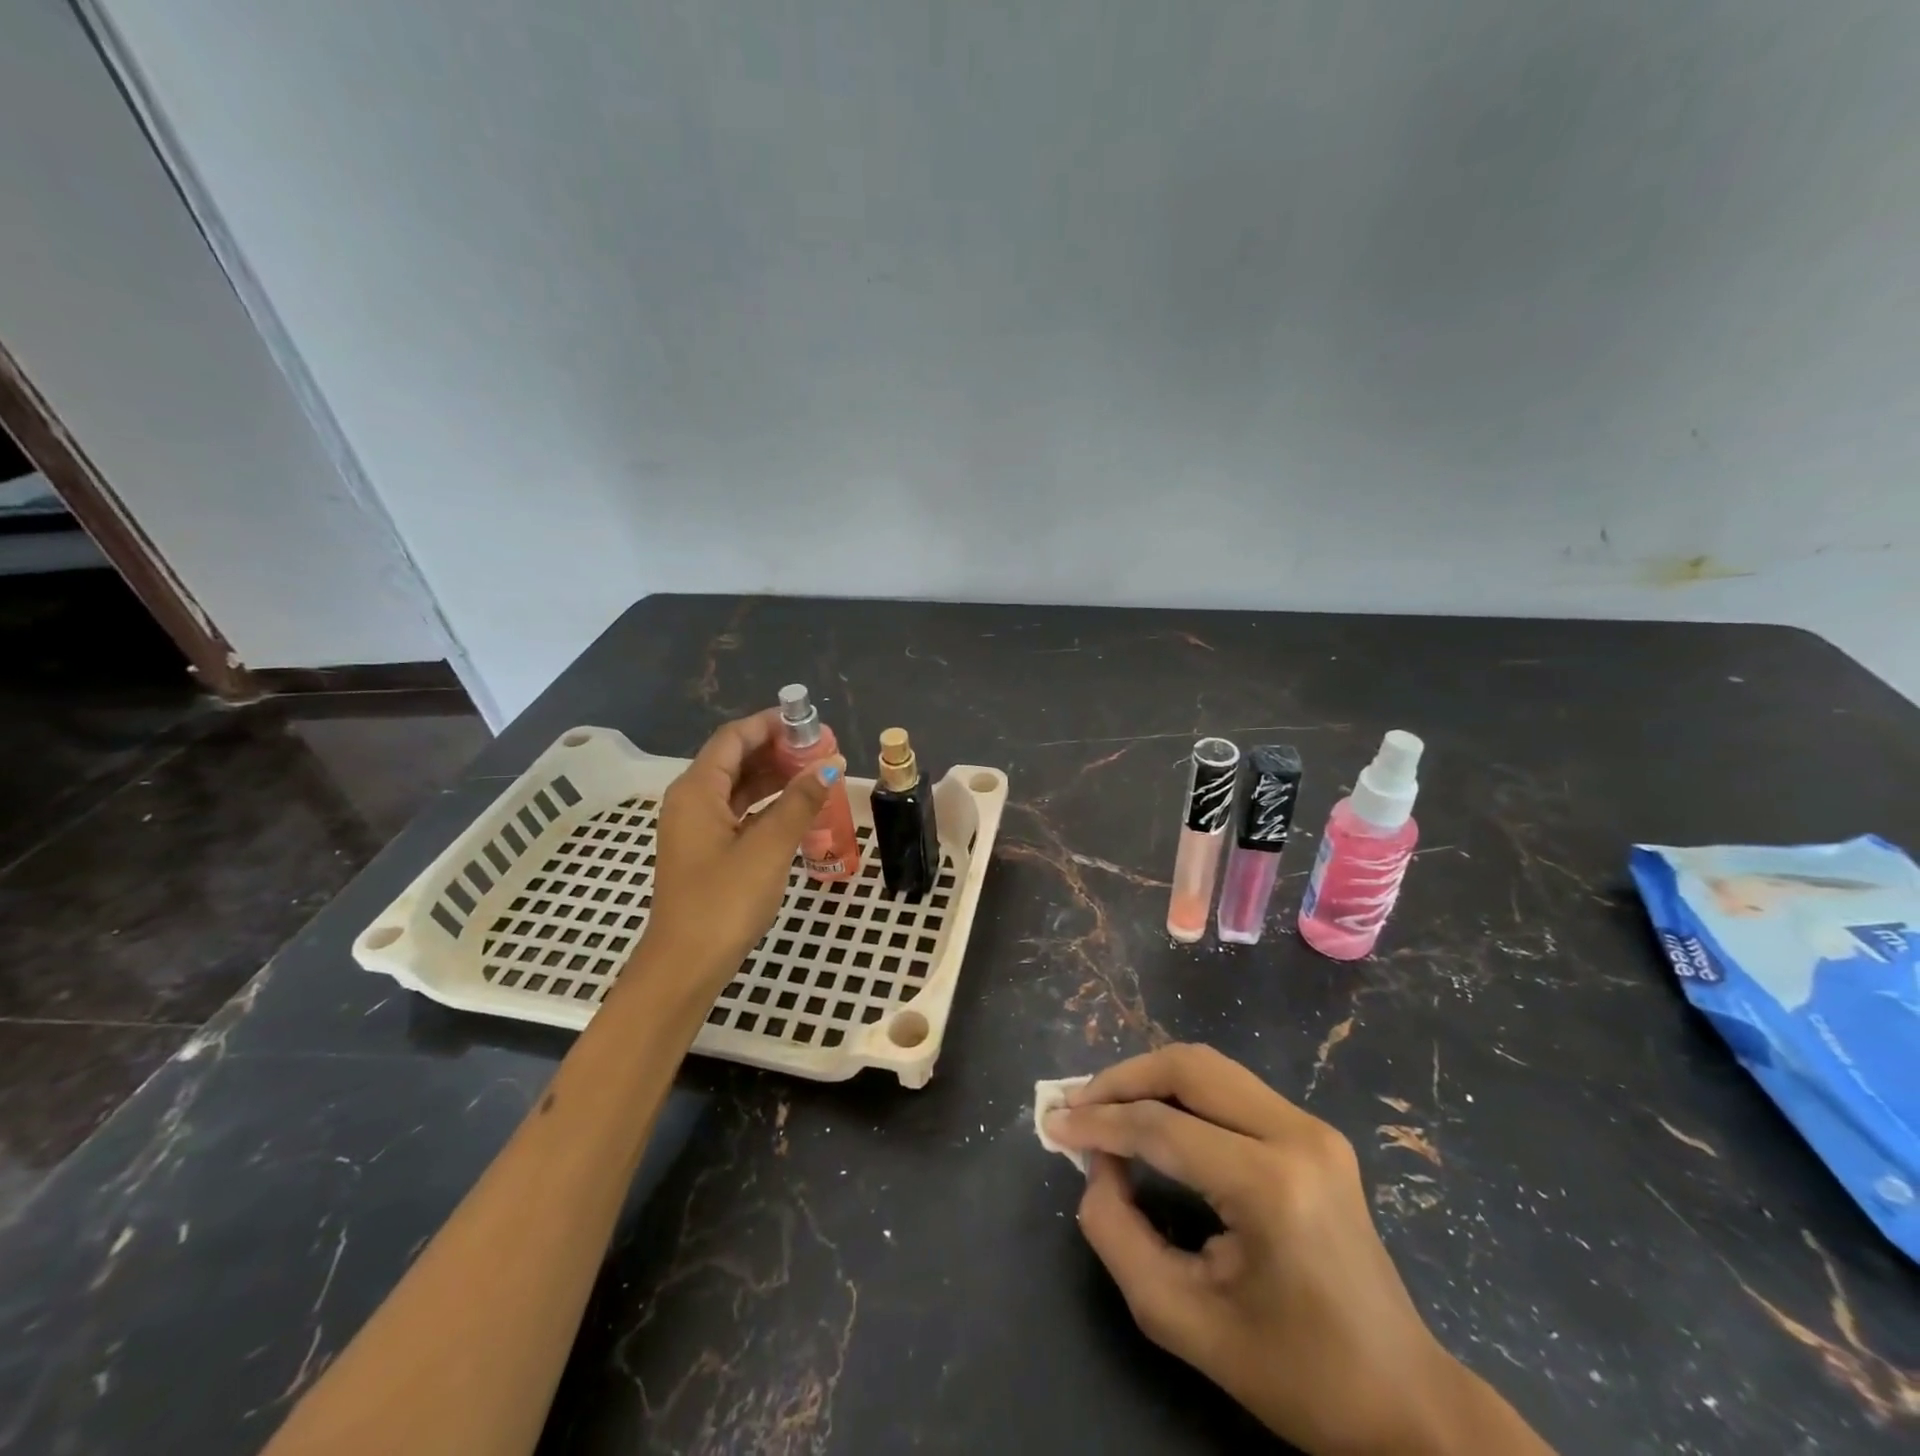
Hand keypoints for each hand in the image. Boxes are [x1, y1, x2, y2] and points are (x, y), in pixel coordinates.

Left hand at [640, 710, 836, 983]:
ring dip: (774, 777)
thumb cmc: (723, 901)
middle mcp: (691, 801)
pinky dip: (766, 805)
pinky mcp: (706, 851)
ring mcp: (696, 828)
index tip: (809, 721)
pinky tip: (797, 810)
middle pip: (734, 759)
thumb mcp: (768, 847)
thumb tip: (831, 765)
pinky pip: (738, 812)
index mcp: (696, 790)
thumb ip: (799, 802)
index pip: (733, 738)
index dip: (770, 724)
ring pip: (738, 787)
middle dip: (777, 750)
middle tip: (821, 749)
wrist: (685, 966)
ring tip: (816, 774)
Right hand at [1045, 1045, 1549, 1455]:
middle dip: (1122, 1079)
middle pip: (1187, 1068)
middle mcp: (1296, 1135)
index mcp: (1271, 1186)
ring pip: (1208, 1066)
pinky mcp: (1314, 1132)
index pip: (1162, 1128)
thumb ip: (1118, 1236)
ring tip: (1106, 1106)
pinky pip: (1229, 1088)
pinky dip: (1179, 1092)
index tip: (1052, 1125)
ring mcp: (1312, 1127)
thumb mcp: (1183, 1321)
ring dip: (1149, 1078)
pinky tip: (1152, 1116)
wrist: (1404, 1400)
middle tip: (1078, 1104)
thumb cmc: (1295, 1374)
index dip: (1099, 1123)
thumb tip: (1095, 1167)